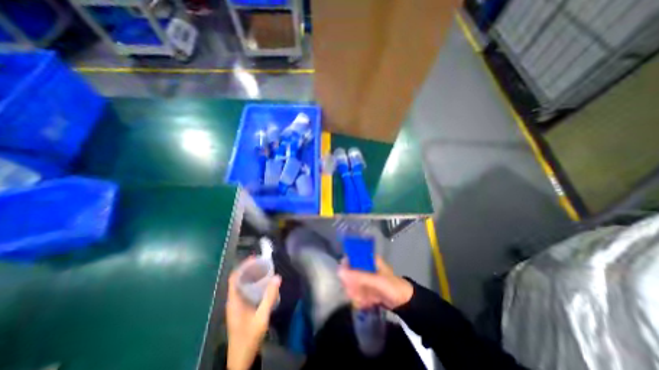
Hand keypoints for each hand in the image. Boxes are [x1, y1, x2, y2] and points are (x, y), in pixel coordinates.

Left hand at [226, 259, 280, 369]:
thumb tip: (277, 277)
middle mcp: (233, 301)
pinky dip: (252, 284)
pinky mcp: (240, 309)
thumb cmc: (249, 338)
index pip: (235, 277)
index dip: (243, 266)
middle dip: (249, 269)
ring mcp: (236, 306)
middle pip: (238, 279)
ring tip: (264, 269)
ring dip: (251, 276)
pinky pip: (245, 291)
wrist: (240, 359)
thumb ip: (269, 297)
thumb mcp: (261, 317)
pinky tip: (262, 284)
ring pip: (242, 285)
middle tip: (263, 262)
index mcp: (234, 301)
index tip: (255, 258)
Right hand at [339, 257, 409, 311]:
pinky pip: (356, 292)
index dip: (345, 268)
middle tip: (356, 293)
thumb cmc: (392, 286)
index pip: (350, 258)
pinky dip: (359, 299)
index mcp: (368, 259)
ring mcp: (365, 278)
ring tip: (363, 300)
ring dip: (355, 293)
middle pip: (349, 273)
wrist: (405, 302)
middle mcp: (365, 267)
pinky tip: (366, 303)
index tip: (345, 279)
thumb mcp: (376, 280)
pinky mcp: (366, 288)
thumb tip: (340, 271)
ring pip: (351, 284)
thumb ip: (359, 276)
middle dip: (351, 285)